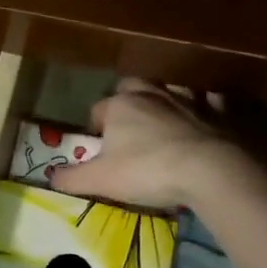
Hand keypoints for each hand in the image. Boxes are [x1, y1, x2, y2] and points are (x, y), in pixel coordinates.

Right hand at [47, 79, 246, 210]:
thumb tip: (49, 176)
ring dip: (162, 100)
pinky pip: (209, 100)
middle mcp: (151, 94)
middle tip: (127, 127)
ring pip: (169, 89)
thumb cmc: (147, 171)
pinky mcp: (217, 112)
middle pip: (132, 87)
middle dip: (126, 100)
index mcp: (119, 106)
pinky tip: (203, 117)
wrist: (209, 170)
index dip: (95, 129)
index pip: (97, 110)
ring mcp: (187, 99)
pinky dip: (204, 106)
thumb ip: (71, 178)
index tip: (98, 149)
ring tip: (160, 120)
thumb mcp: (100, 180)